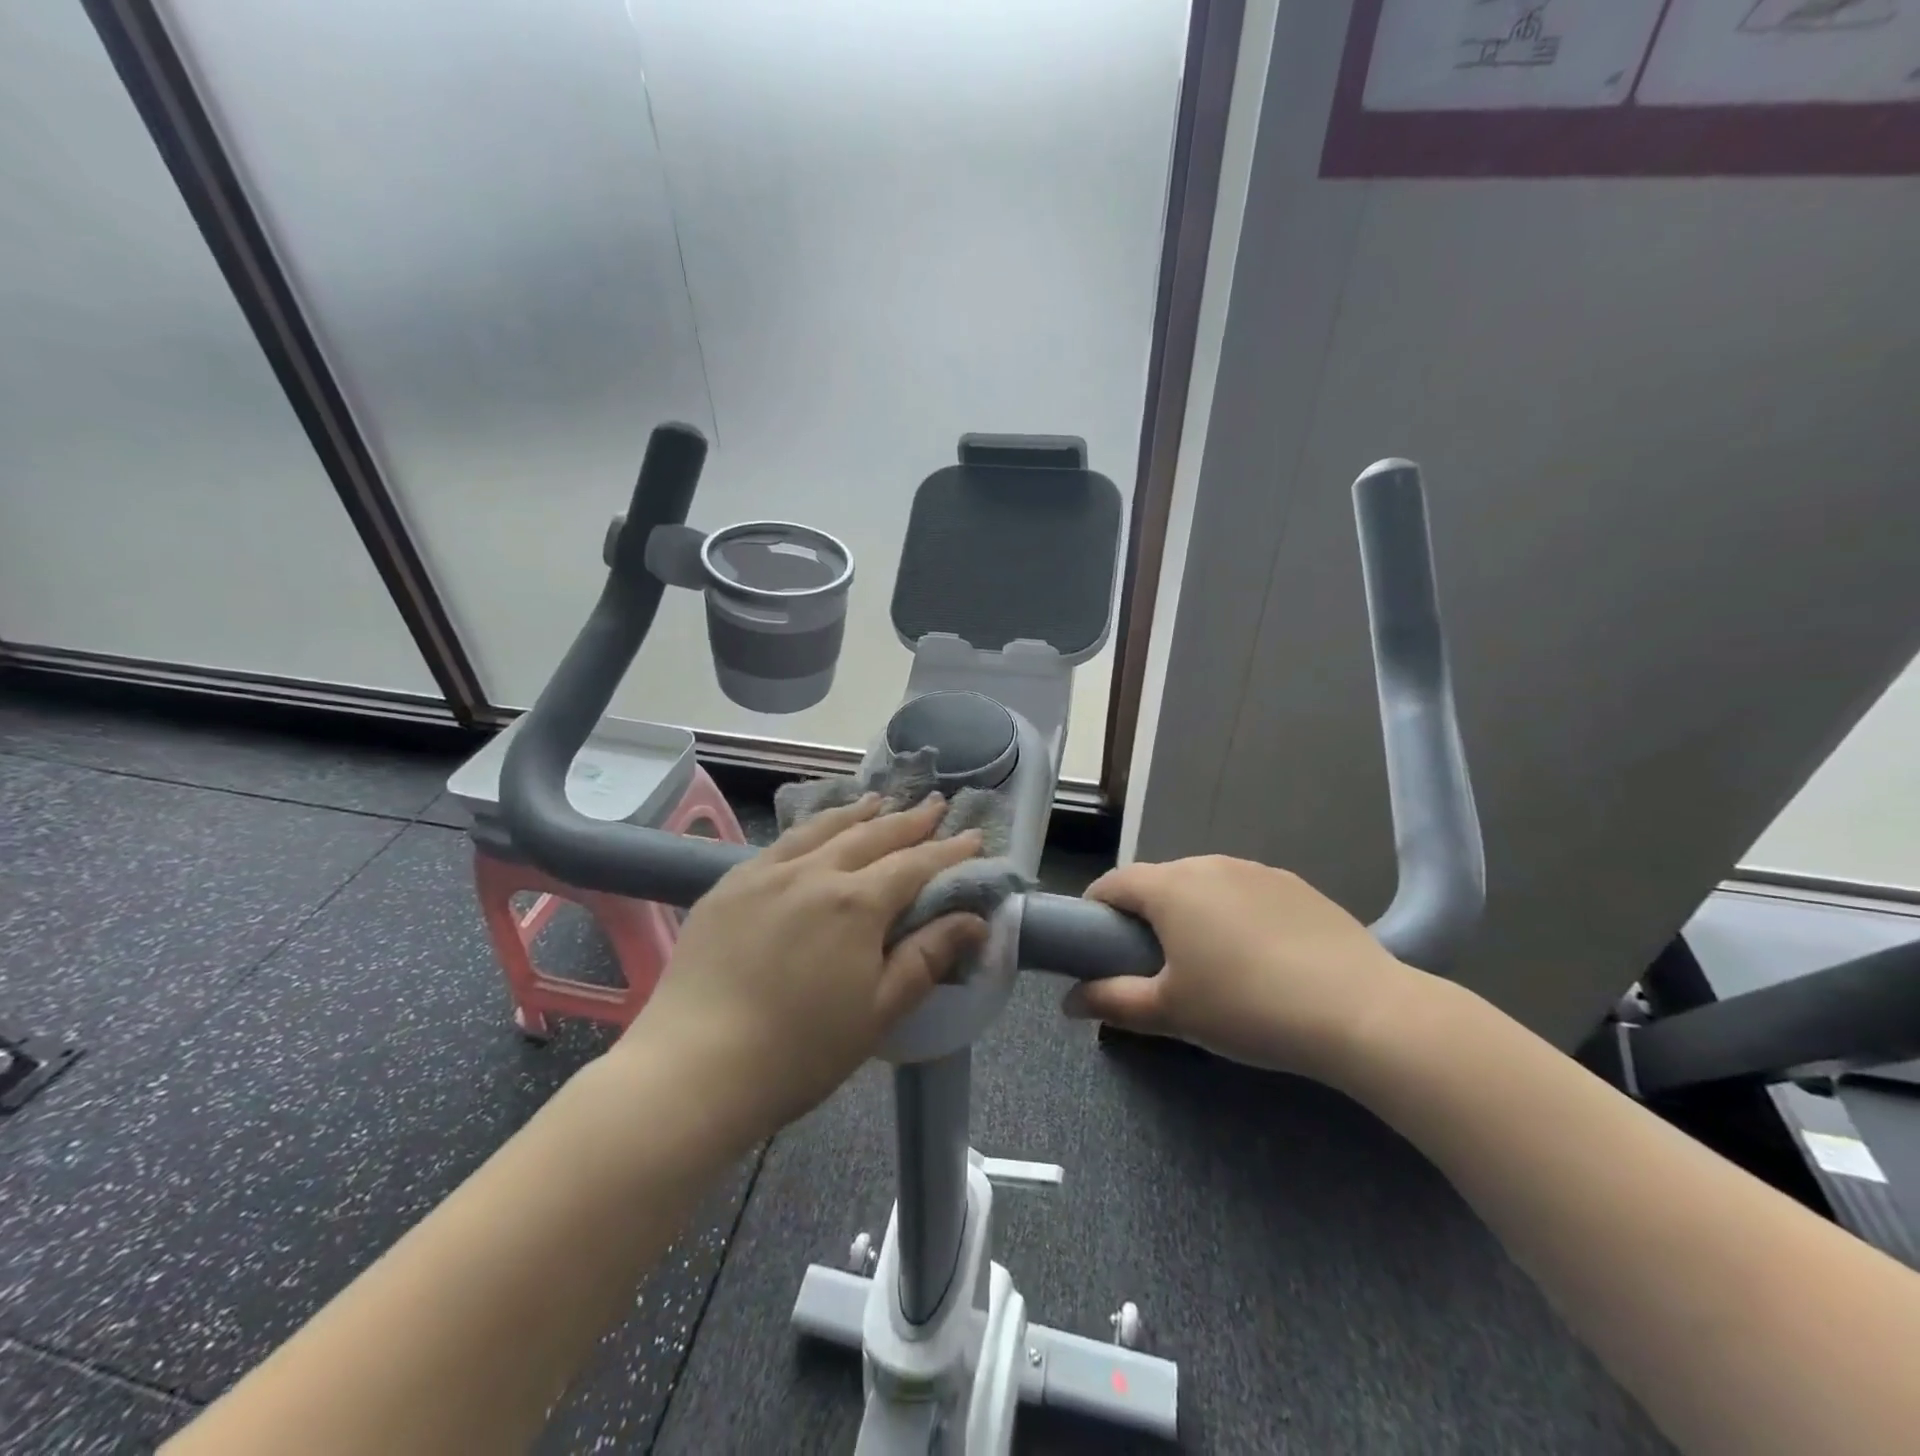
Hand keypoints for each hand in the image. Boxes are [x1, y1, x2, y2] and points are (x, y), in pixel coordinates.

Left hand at [619, 794, 988, 1140]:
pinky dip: (811, 828)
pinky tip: (815, 830)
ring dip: (859, 812)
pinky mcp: (730, 884)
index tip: (974, 836)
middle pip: (872, 835)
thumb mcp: (878, 1012)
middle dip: (909, 820)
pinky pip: (782, 841)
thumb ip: (927, 958)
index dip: (949, 851)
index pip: (915, 864)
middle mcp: (814, 872)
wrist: (693, 1068)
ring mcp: (767, 873)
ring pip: (823, 828)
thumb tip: (974, 920)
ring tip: (880, 800)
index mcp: (856, 903)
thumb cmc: (799, 1051)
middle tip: (936, 805)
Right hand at [1063, 856, 1420, 1087]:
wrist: (1361, 1012)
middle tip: (1153, 964)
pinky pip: (1245, 893)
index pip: (1113, 884)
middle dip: (1145, 915)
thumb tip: (1068, 1002)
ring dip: (1191, 913)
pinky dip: (1235, 915)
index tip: (1096, 945)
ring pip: (1204, 885)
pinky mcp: (1296, 885)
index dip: (1095, 911)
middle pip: (1159, 882)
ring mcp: (1256, 870)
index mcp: (1170, 887)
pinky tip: (1259, 957)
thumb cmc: (1247, 1008)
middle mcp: (1208, 864)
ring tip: (1209, 962)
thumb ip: (1113, 1002)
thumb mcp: (1171, 1013)